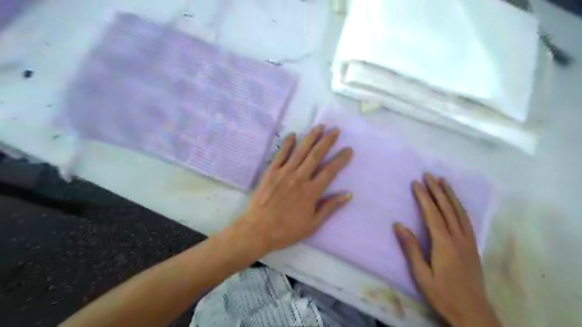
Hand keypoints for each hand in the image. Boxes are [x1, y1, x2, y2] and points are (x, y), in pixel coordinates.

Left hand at [234, 125, 352, 255]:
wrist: (258, 230)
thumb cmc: (287, 230)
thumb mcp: (312, 224)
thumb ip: (329, 207)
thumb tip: (348, 194)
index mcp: (311, 192)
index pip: (330, 171)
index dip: (341, 159)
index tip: (348, 149)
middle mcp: (299, 178)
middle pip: (316, 155)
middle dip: (327, 141)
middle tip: (335, 130)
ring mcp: (284, 173)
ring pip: (300, 151)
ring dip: (311, 137)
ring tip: (319, 126)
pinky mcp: (271, 172)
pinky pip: (280, 154)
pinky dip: (287, 144)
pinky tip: (293, 135)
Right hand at [396, 174, 499, 326]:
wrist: (473, 313)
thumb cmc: (442, 294)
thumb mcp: (421, 274)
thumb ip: (411, 248)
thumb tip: (398, 225)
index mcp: (444, 243)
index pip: (432, 214)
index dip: (424, 197)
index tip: (416, 182)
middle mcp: (458, 238)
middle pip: (447, 209)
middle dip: (437, 190)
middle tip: (429, 174)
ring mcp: (468, 241)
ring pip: (459, 212)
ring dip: (450, 195)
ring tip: (444, 181)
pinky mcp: (473, 246)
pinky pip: (466, 220)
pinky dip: (460, 207)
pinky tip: (456, 204)